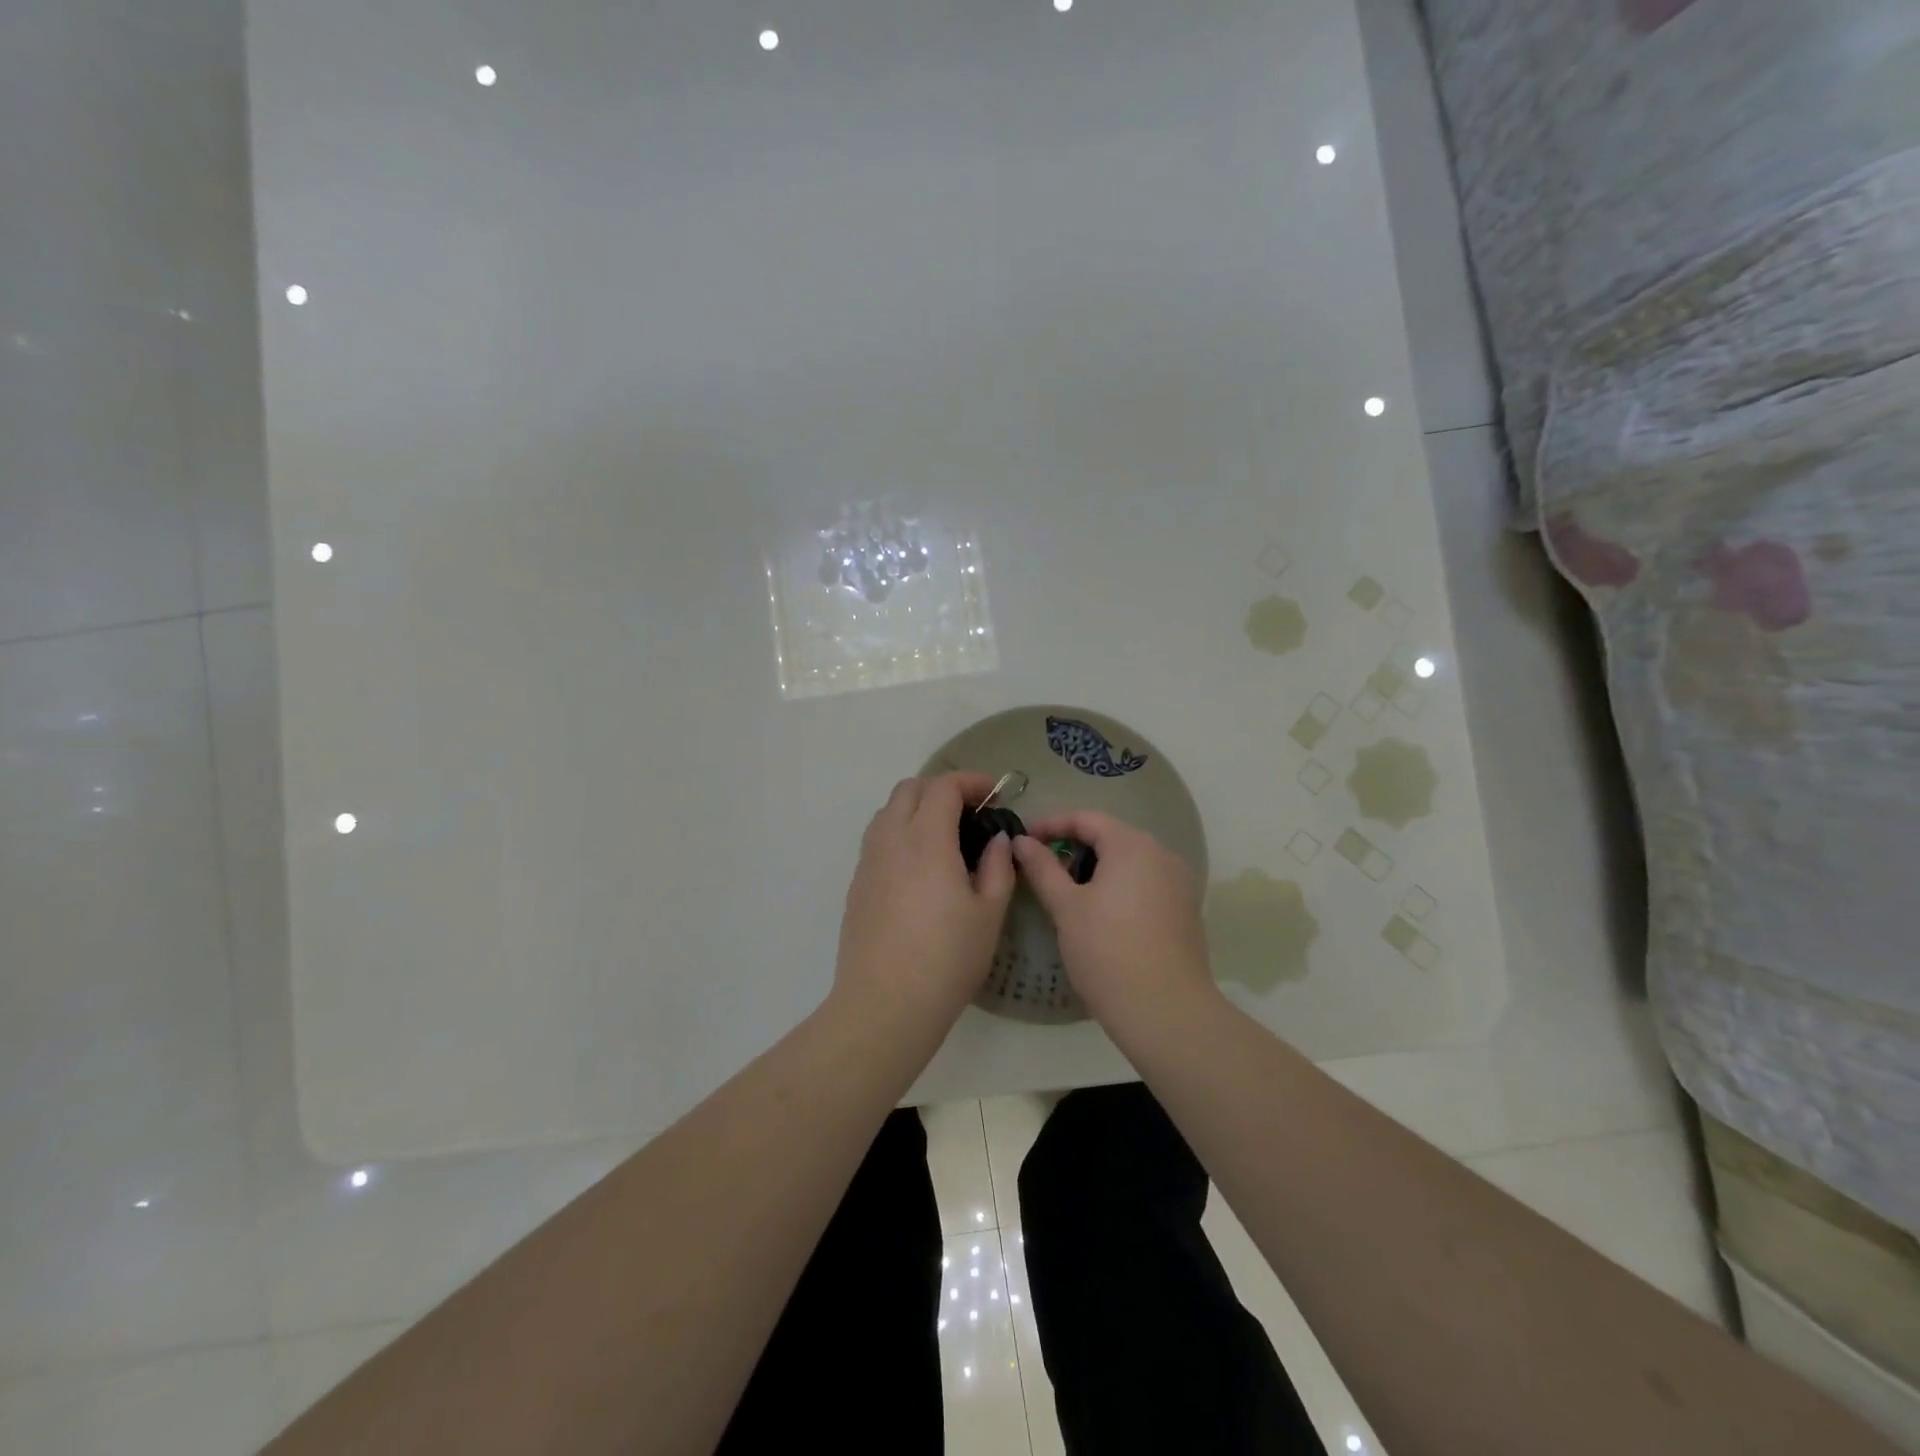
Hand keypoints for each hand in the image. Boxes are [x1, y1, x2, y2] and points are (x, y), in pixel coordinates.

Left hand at [833, 774, 1016, 1032]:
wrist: (885, 1003)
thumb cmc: (947, 958)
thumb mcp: (989, 914)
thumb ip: (997, 867)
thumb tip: (996, 840)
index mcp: (926, 839)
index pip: (943, 786)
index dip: (970, 781)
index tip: (993, 794)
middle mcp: (891, 840)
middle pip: (909, 789)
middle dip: (940, 789)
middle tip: (969, 812)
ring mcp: (868, 862)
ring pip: (887, 812)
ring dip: (915, 808)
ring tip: (943, 836)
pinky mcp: (856, 884)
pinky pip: (877, 839)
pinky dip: (899, 833)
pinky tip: (918, 867)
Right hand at [1011, 812, 1217, 1031]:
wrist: (1165, 1011)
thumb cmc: (1107, 951)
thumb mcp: (1066, 907)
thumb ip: (1042, 868)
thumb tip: (1021, 841)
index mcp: (1132, 845)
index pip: (1086, 818)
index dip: (1051, 824)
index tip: (1023, 840)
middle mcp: (1161, 854)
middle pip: (1110, 836)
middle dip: (1073, 847)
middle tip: (1042, 868)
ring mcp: (1178, 882)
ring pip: (1128, 861)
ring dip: (1096, 867)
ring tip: (1067, 892)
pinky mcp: (1185, 909)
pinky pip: (1145, 882)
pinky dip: (1118, 886)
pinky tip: (1100, 913)